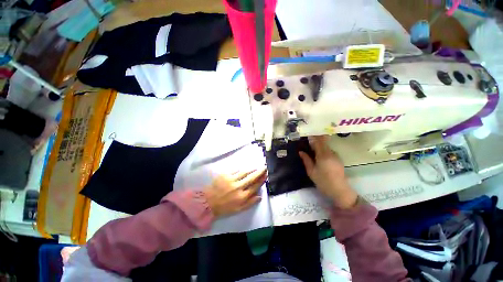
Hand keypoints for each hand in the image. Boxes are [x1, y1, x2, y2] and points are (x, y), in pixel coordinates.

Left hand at [204, 168, 266, 217]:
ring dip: (251, 169)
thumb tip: (260, 196)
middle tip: (264, 167)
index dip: (261, 180)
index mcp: (242, 196)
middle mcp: (238, 187)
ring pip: (244, 172)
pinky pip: (235, 170)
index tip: (266, 175)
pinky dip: (240, 169)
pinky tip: (243, 168)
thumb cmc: (225, 207)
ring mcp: (231, 180)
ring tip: (255, 167)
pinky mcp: (225, 175)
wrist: (208, 202)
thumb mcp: (239, 209)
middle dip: (259, 172)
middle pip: (252, 177)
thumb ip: (250, 203)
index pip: (255, 186)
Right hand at [299, 136, 357, 208]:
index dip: (313, 135)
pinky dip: (323, 149)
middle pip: (323, 142)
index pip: (318, 141)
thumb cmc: (323, 182)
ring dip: (319, 144)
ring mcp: (336, 156)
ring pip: (326, 146)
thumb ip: (306, 160)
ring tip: (311, 145)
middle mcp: (331, 153)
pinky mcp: (338, 159)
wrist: (340, 191)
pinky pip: (329, 151)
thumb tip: (301, 151)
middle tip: (308, 137)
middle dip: (316, 138)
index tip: (308, 131)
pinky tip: (318, 153)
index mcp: (323, 155)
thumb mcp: (311, 172)